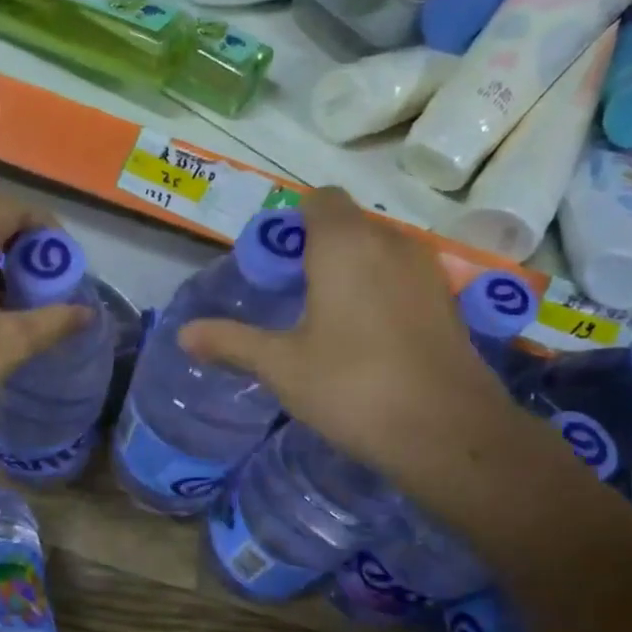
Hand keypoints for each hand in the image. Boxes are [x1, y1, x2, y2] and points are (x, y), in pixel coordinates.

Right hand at [179, 188, 531, 484]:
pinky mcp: (448, 303)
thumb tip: (183, 334)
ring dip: (351, 272)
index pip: (319, 199)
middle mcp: (391, 243)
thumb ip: (231, 342)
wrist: (447, 432)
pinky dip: (380, 293)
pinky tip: (366, 341)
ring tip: (325, 321)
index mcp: (345, 245)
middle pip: (348, 225)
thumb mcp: (280, 366)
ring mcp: (427, 271)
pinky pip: (402, 279)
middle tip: (290, 298)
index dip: (292, 223)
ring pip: (378, 252)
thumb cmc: (352, 386)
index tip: (274, 266)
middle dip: (317, 250)